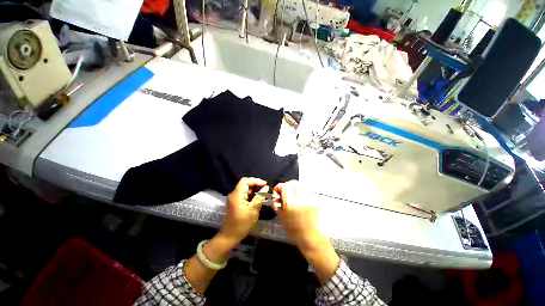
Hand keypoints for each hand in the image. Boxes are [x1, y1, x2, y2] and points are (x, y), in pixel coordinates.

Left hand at [220, 177, 267, 243]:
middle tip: (265, 188)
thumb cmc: (242, 224)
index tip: (265, 184)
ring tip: (263, 193)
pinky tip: (258, 198)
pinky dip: (251, 194)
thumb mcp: (253, 210)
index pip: (245, 181)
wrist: (229, 236)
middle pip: (245, 184)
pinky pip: (244, 194)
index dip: (256, 180)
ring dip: (254, 189)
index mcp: (237, 195)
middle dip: (256, 184)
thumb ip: (260, 197)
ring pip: (245, 189)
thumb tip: (266, 187)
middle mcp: (234, 194)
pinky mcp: (235, 202)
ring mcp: (234, 198)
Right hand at [274, 180, 339, 283]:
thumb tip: (277, 195)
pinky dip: (301, 192)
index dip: (279, 186)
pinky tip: (299, 199)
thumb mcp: (283, 218)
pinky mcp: (316, 200)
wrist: (313, 239)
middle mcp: (303, 199)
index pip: (285, 187)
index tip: (277, 190)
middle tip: (284, 192)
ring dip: (294, 188)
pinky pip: (306, 191)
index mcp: (292, 205)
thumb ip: (278, 204)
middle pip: (294, 183)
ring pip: (301, 185)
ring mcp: (311, 199)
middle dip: (287, 185)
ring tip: (292, 195)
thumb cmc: (295, 232)